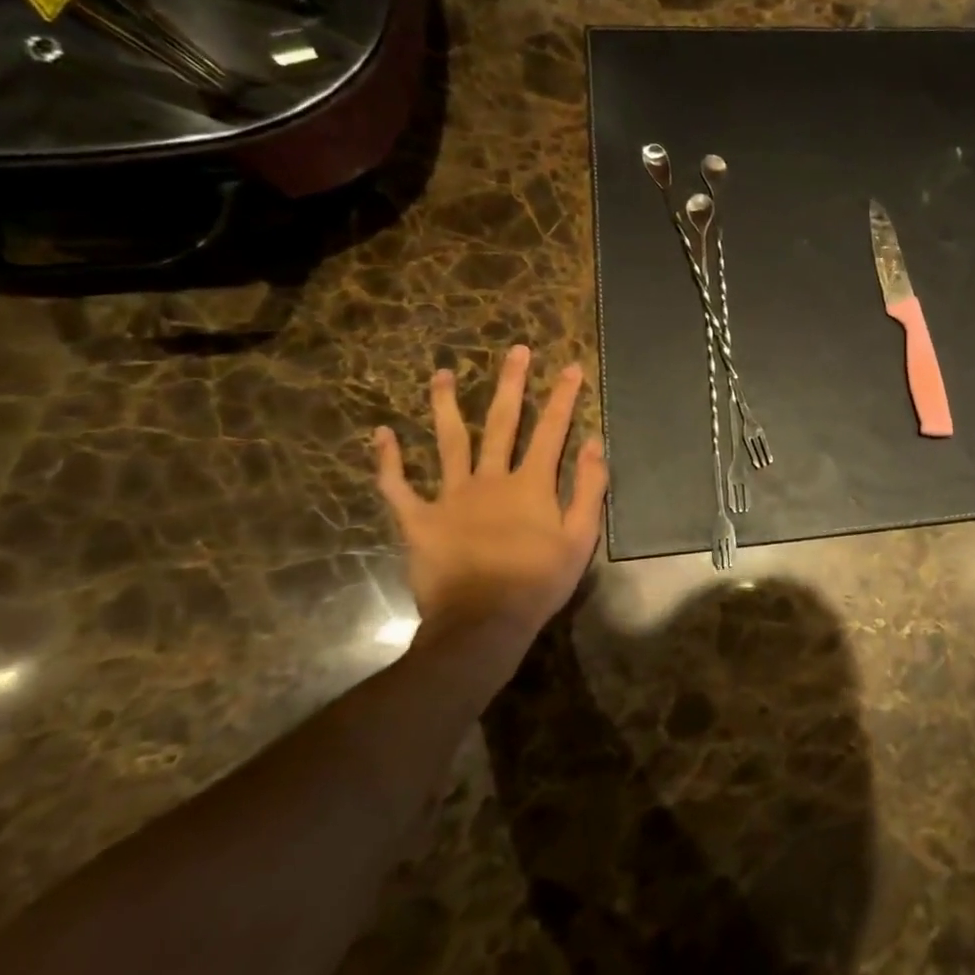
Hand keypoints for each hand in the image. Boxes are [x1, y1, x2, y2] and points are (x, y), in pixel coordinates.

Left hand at [372, 346, 607, 658]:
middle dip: (511, 384)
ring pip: (449, 442)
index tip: (570, 367)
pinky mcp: (419, 520)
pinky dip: (388, 461)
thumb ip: (589, 489)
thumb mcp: (580, 538)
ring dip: (446, 406)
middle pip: (502, 423)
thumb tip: (593, 443)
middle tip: (515, 351)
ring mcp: (450, 497)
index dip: (563, 397)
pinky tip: (381, 434)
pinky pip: (398, 487)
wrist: (482, 624)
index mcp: (531, 484)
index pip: (551, 430)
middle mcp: (491, 479)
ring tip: (441, 374)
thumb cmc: (538, 582)